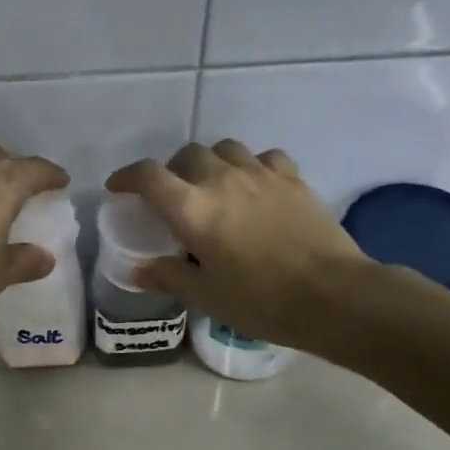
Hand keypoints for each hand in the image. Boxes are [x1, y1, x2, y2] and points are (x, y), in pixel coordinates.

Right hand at [104, 140, 372, 349]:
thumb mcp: (206, 295)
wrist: (331, 295)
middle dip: (173, 170)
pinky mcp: (293, 178)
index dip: (127, 176)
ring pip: (226, 148)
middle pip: (187, 154)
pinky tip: (256, 186)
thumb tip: (140, 270)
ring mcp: (261, 174)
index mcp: (192, 209)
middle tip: (173, 195)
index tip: (118, 187)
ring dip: (212, 162)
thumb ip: (169, 276)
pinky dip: (252, 165)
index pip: (148, 176)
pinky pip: (264, 157)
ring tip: (215, 186)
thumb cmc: (260, 300)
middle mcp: (222, 180)